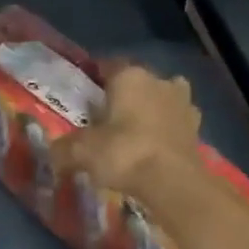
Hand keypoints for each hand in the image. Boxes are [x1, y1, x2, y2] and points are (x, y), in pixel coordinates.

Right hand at [54, 61, 202, 197]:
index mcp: (129, 76)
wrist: (173, 182)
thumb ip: (63, 148)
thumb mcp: (82, 151)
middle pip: (136, 82)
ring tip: (134, 131)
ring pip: (160, 98)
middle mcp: (159, 80)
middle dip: (123, 95)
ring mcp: (182, 102)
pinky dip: (166, 129)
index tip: (83, 96)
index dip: (94, 79)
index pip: (108, 66)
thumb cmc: (124, 153)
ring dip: (150, 108)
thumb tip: (51, 151)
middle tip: (106, 118)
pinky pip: (175, 121)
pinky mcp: (197, 127)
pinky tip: (156, 146)